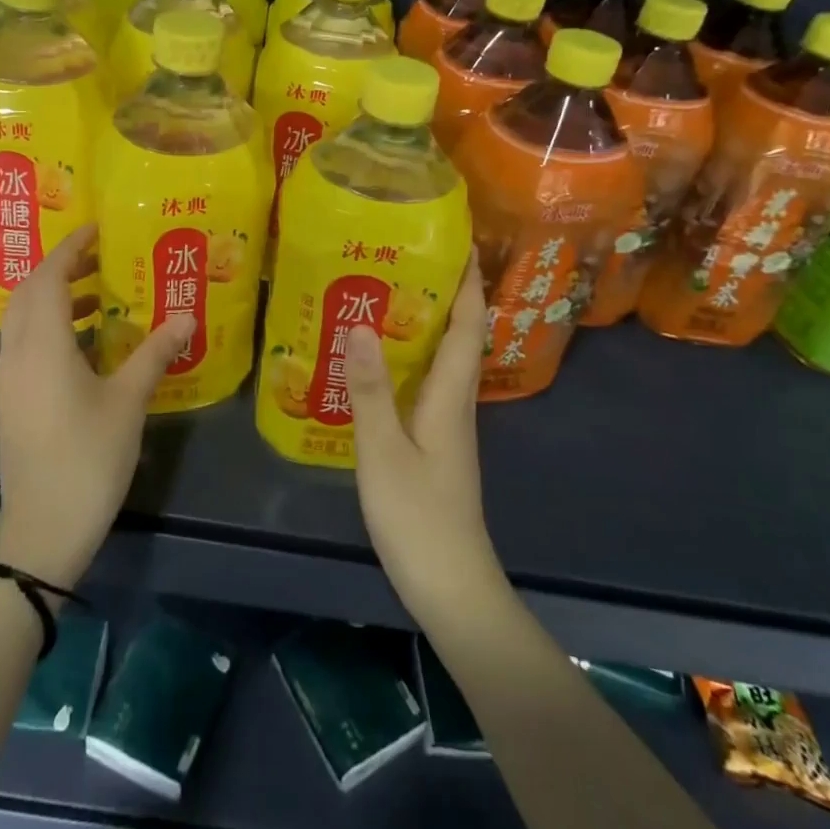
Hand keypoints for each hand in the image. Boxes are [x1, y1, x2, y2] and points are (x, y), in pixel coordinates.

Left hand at [0, 225, 193, 588]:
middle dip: (60, 268)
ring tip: (99, 297)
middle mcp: (16, 353)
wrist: (42, 528)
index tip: (96, 229)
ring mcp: (9, 379)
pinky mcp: (12, 400)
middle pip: (29, 292)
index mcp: (42, 345)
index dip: (70, 248)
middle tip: (100, 257)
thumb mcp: (128, 402)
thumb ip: (155, 354)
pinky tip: (86, 344)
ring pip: (24, 319)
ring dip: (55, 298)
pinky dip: (50, 327)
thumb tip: (187, 318)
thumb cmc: (88, 458)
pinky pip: (25, 344)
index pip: (50, 278)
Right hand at [345, 251, 507, 629]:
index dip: (467, 284)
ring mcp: (447, 425)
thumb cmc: (418, 516)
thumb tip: (360, 325)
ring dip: (425, 326)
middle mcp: (456, 403)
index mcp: (452, 396)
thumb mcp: (384, 450)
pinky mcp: (434, 444)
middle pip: (459, 337)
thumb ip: (370, 389)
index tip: (457, 243)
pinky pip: (425, 386)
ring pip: (442, 361)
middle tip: (404, 259)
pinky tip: (377, 363)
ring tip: (385, 297)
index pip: (469, 326)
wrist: (451, 585)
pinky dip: (409, 361)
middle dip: (442, 295)